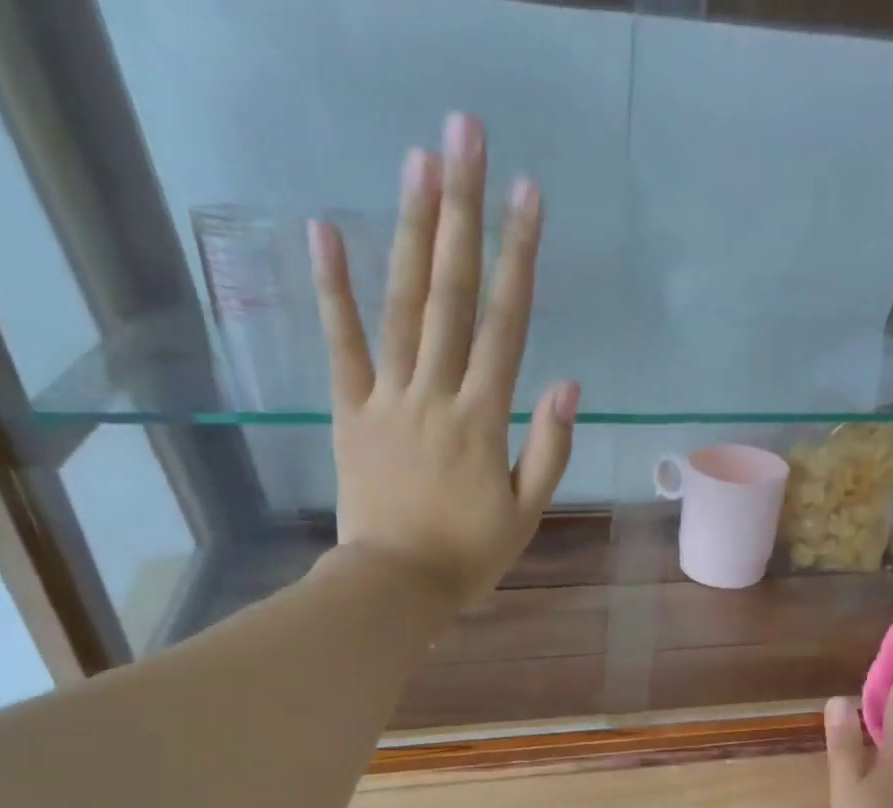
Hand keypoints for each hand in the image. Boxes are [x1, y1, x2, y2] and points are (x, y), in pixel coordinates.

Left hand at [307, 113, 576, 609]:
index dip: (518, 257)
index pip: (505, 325)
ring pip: (400, 307)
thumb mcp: (526, 514)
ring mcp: (388, 399)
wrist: (396, 586)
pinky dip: (331, 290)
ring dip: (409, 232)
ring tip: (416, 161)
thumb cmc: (469, 556)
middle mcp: (435, 394)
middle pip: (451, 294)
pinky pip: (340, 346)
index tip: (527, 193)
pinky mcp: (350, 413)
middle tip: (465, 135)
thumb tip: (568, 383)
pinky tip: (324, 230)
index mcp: (482, 419)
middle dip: (461, 212)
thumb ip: (548, 449)